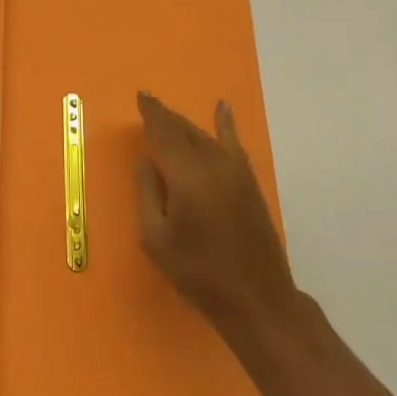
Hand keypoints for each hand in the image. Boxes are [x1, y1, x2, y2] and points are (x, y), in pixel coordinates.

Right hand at [135, 93, 296, 346]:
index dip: (152, 114)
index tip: (141, 97)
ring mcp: (236, 172)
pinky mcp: (249, 182)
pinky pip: (233, 144)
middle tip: (149, 104)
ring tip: (169, 114)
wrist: (256, 298)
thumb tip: (147, 161)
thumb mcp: (156, 238)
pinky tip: (223, 109)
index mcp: (186, 177)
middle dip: (166, 116)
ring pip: (206, 136)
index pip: (164, 134)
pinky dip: (226, 124)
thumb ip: (148, 193)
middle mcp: (213, 165)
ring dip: (186, 124)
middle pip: (185, 131)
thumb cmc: (198, 272)